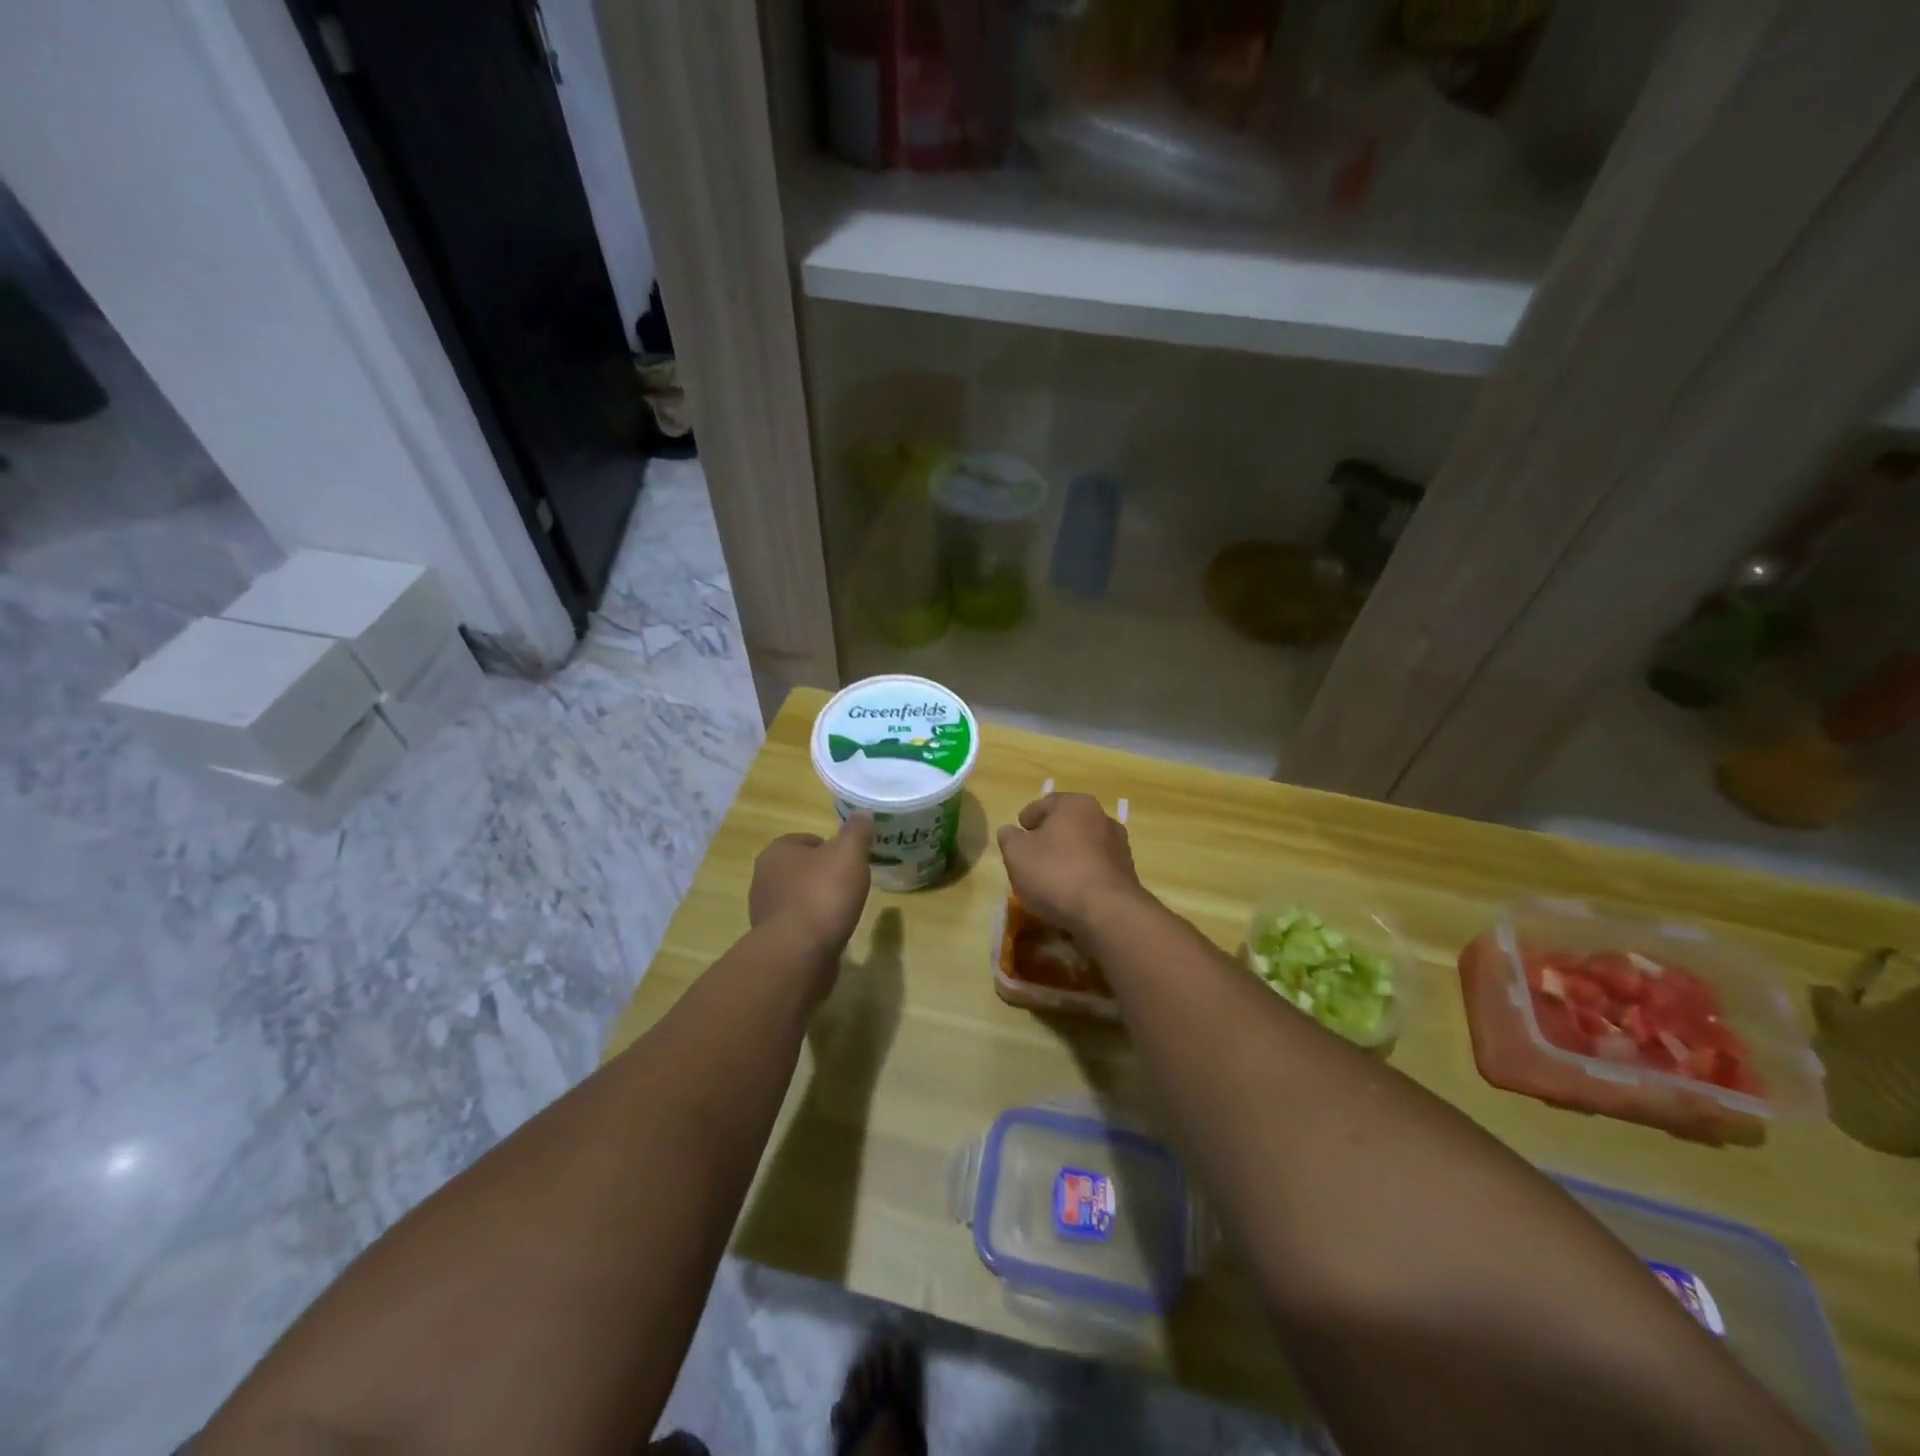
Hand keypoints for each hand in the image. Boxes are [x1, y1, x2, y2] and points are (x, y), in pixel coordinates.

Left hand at [749, 814, 874, 963]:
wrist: (799, 953)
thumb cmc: (823, 894)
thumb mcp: (849, 854)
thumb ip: (857, 832)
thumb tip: (863, 814)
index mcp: (777, 852)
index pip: (806, 840)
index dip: (830, 847)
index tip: (850, 860)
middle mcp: (764, 878)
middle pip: (801, 869)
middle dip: (823, 874)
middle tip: (850, 882)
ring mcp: (765, 911)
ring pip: (798, 897)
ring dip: (818, 901)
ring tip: (843, 909)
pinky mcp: (773, 940)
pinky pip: (798, 924)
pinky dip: (814, 925)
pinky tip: (832, 931)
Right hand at [996, 793, 1145, 937]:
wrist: (1107, 912)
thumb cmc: (1056, 873)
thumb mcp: (1016, 853)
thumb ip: (1009, 838)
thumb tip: (1011, 832)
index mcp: (1076, 804)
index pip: (1045, 804)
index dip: (1027, 819)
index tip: (1017, 835)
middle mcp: (1102, 818)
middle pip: (1067, 824)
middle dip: (1049, 838)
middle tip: (1030, 857)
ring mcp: (1119, 847)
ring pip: (1083, 847)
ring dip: (1067, 858)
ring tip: (1050, 879)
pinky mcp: (1127, 874)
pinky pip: (1096, 869)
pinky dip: (1082, 876)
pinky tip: (1070, 894)